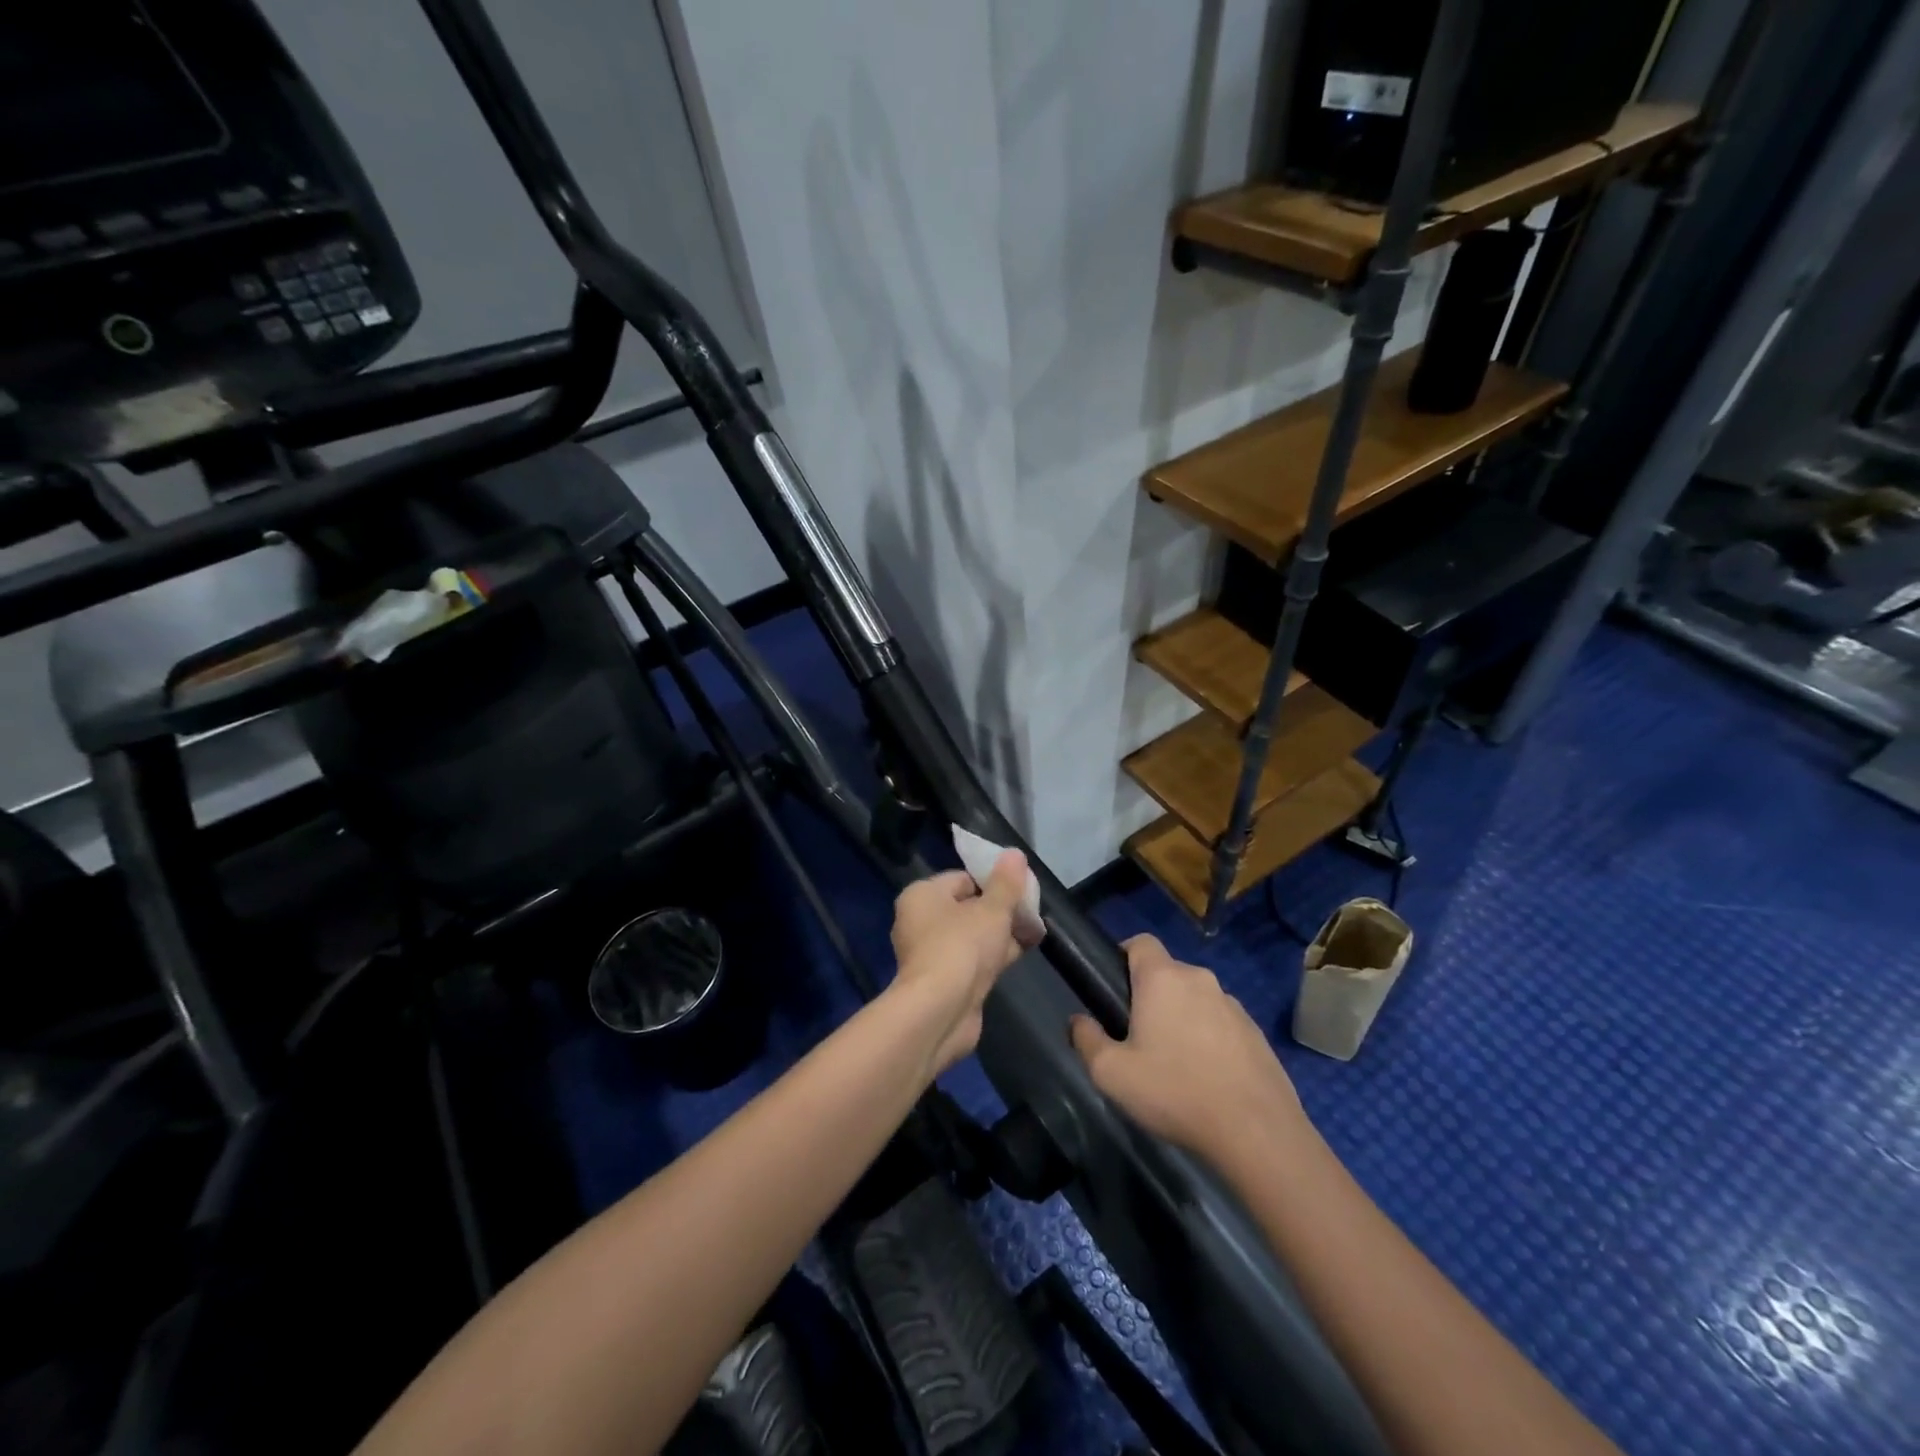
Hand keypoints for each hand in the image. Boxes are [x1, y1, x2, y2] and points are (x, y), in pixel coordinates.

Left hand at [890, 850, 1041, 1073]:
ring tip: (1034, 931)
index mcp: (922, 896)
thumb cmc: (962, 947)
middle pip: (968, 907)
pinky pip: (973, 959)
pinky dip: (994, 956)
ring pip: (972, 935)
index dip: (993, 881)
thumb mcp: (992, 910)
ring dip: (1001, 934)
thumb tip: (1014, 854)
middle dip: (1000, 909)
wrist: (941, 1012)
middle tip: (1031, 911)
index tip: (1021, 889)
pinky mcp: (943, 981)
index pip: (962, 878)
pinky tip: (1022, 953)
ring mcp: (931, 954)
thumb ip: (1006, 883)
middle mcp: (920, 922)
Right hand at [1071, 934, 1304, 1162]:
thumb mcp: (1112, 1074)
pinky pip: (1222, 1024)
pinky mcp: (1257, 1033)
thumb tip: (1078, 1021)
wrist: (1257, 1133)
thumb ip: (1086, 1040)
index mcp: (1163, 978)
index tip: (1113, 989)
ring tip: (1175, 1065)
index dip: (1123, 956)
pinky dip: (1210, 1040)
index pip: (1140, 942)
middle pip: (1167, 973)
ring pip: (1196, 999)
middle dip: (1150, 996)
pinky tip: (1207, 1079)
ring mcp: (1233, 1005)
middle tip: (1137, 1037)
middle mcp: (1200, 980)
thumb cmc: (1176, 1093)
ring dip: (1182, 1018)